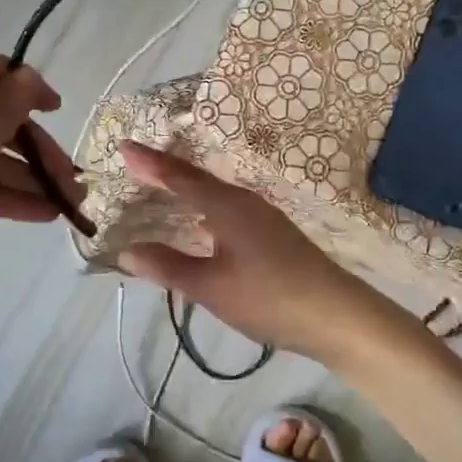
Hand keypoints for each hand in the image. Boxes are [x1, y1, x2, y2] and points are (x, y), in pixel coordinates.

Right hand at [116, 141, 383, 365]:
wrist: (336, 315)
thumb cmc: (268, 297)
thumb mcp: (211, 287)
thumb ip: (168, 266)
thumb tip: (126, 250)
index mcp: (227, 206)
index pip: (180, 177)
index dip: (151, 163)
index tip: (124, 146)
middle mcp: (245, 201)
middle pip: (199, 179)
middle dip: (166, 172)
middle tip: (135, 165)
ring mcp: (263, 216)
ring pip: (216, 194)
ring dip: (187, 189)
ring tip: (161, 189)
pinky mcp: (273, 234)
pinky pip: (228, 209)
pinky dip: (205, 208)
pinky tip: (202, 223)